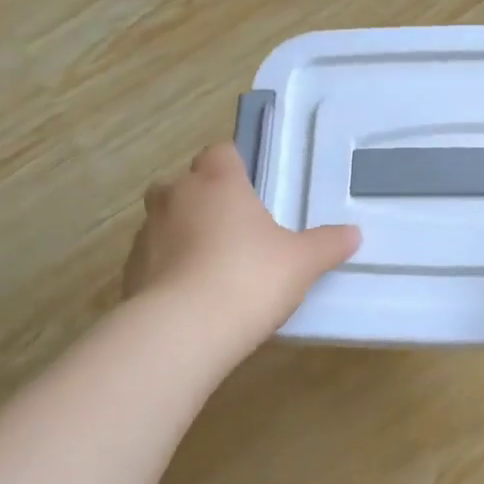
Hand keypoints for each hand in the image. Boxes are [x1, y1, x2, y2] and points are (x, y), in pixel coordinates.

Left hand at [124, 143, 359, 348]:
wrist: (183, 331)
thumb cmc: (249, 278)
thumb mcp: (302, 262)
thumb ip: (327, 244)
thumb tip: (354, 234)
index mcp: (218, 182)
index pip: (220, 152)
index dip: (234, 166)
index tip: (250, 188)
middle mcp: (176, 197)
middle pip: (185, 184)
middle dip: (204, 199)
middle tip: (234, 229)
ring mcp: (146, 234)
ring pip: (165, 221)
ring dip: (183, 235)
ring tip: (212, 268)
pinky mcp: (129, 272)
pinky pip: (153, 259)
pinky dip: (168, 270)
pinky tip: (191, 297)